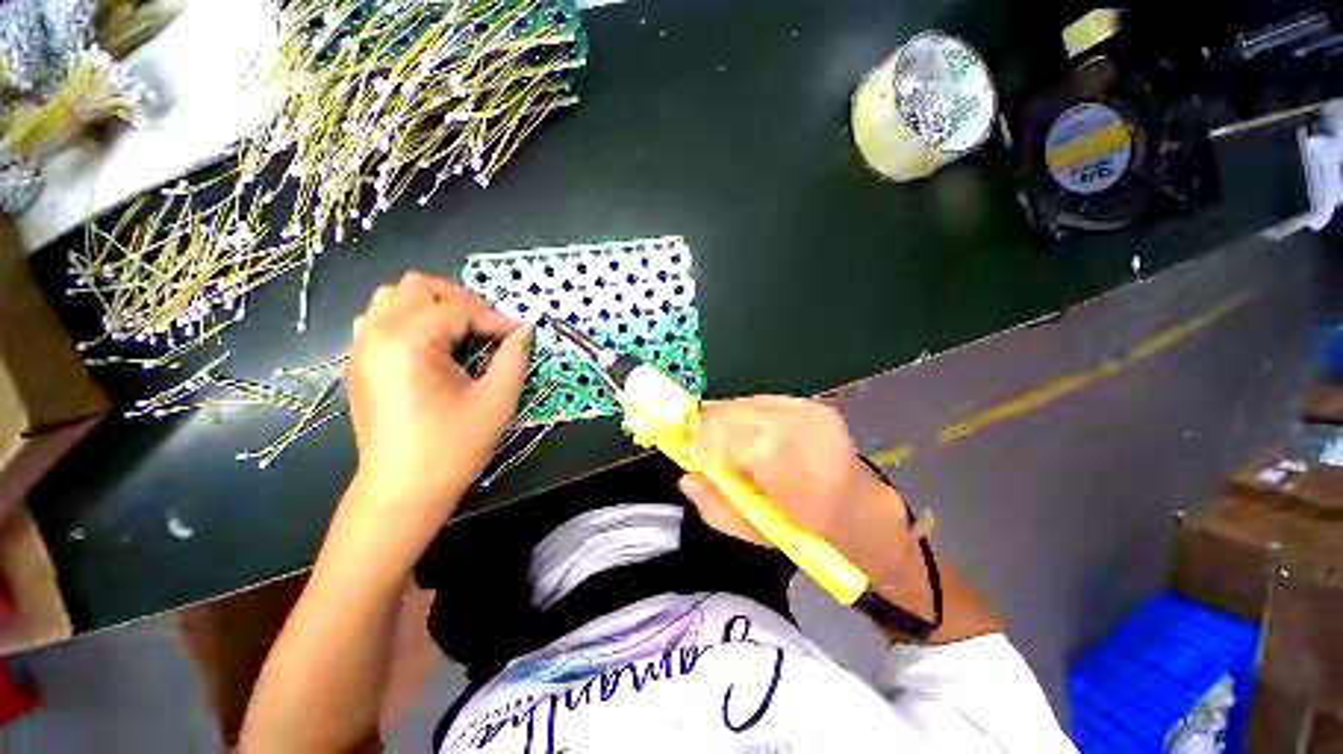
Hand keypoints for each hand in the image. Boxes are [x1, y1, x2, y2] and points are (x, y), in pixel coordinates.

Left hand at [345, 272, 531, 526]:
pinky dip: (411, 318)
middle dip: (464, 302)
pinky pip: (381, 317)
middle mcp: (377, 333)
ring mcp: (362, 346)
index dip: (497, 319)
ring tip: (463, 332)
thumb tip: (524, 330)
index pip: (460, 308)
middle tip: (490, 330)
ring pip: (395, 296)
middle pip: (421, 286)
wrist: (401, 490)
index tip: (521, 335)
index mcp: (409, 341)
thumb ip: (514, 357)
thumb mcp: (496, 400)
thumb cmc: (452, 447)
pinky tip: (433, 345)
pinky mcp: (359, 362)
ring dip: (435, 306)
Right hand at [677, 397, 924, 597]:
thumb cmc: (813, 535)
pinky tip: (743, 434)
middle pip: (736, 414)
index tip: (686, 453)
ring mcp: (812, 411)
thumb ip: (719, 507)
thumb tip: (685, 477)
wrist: (863, 509)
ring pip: (744, 403)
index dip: (706, 440)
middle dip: (707, 428)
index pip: (742, 439)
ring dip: (722, 421)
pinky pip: (757, 401)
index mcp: (806, 476)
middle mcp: (810, 432)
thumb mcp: (761, 536)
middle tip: (695, 448)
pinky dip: (740, 416)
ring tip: (719, 444)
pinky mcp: (809, 402)